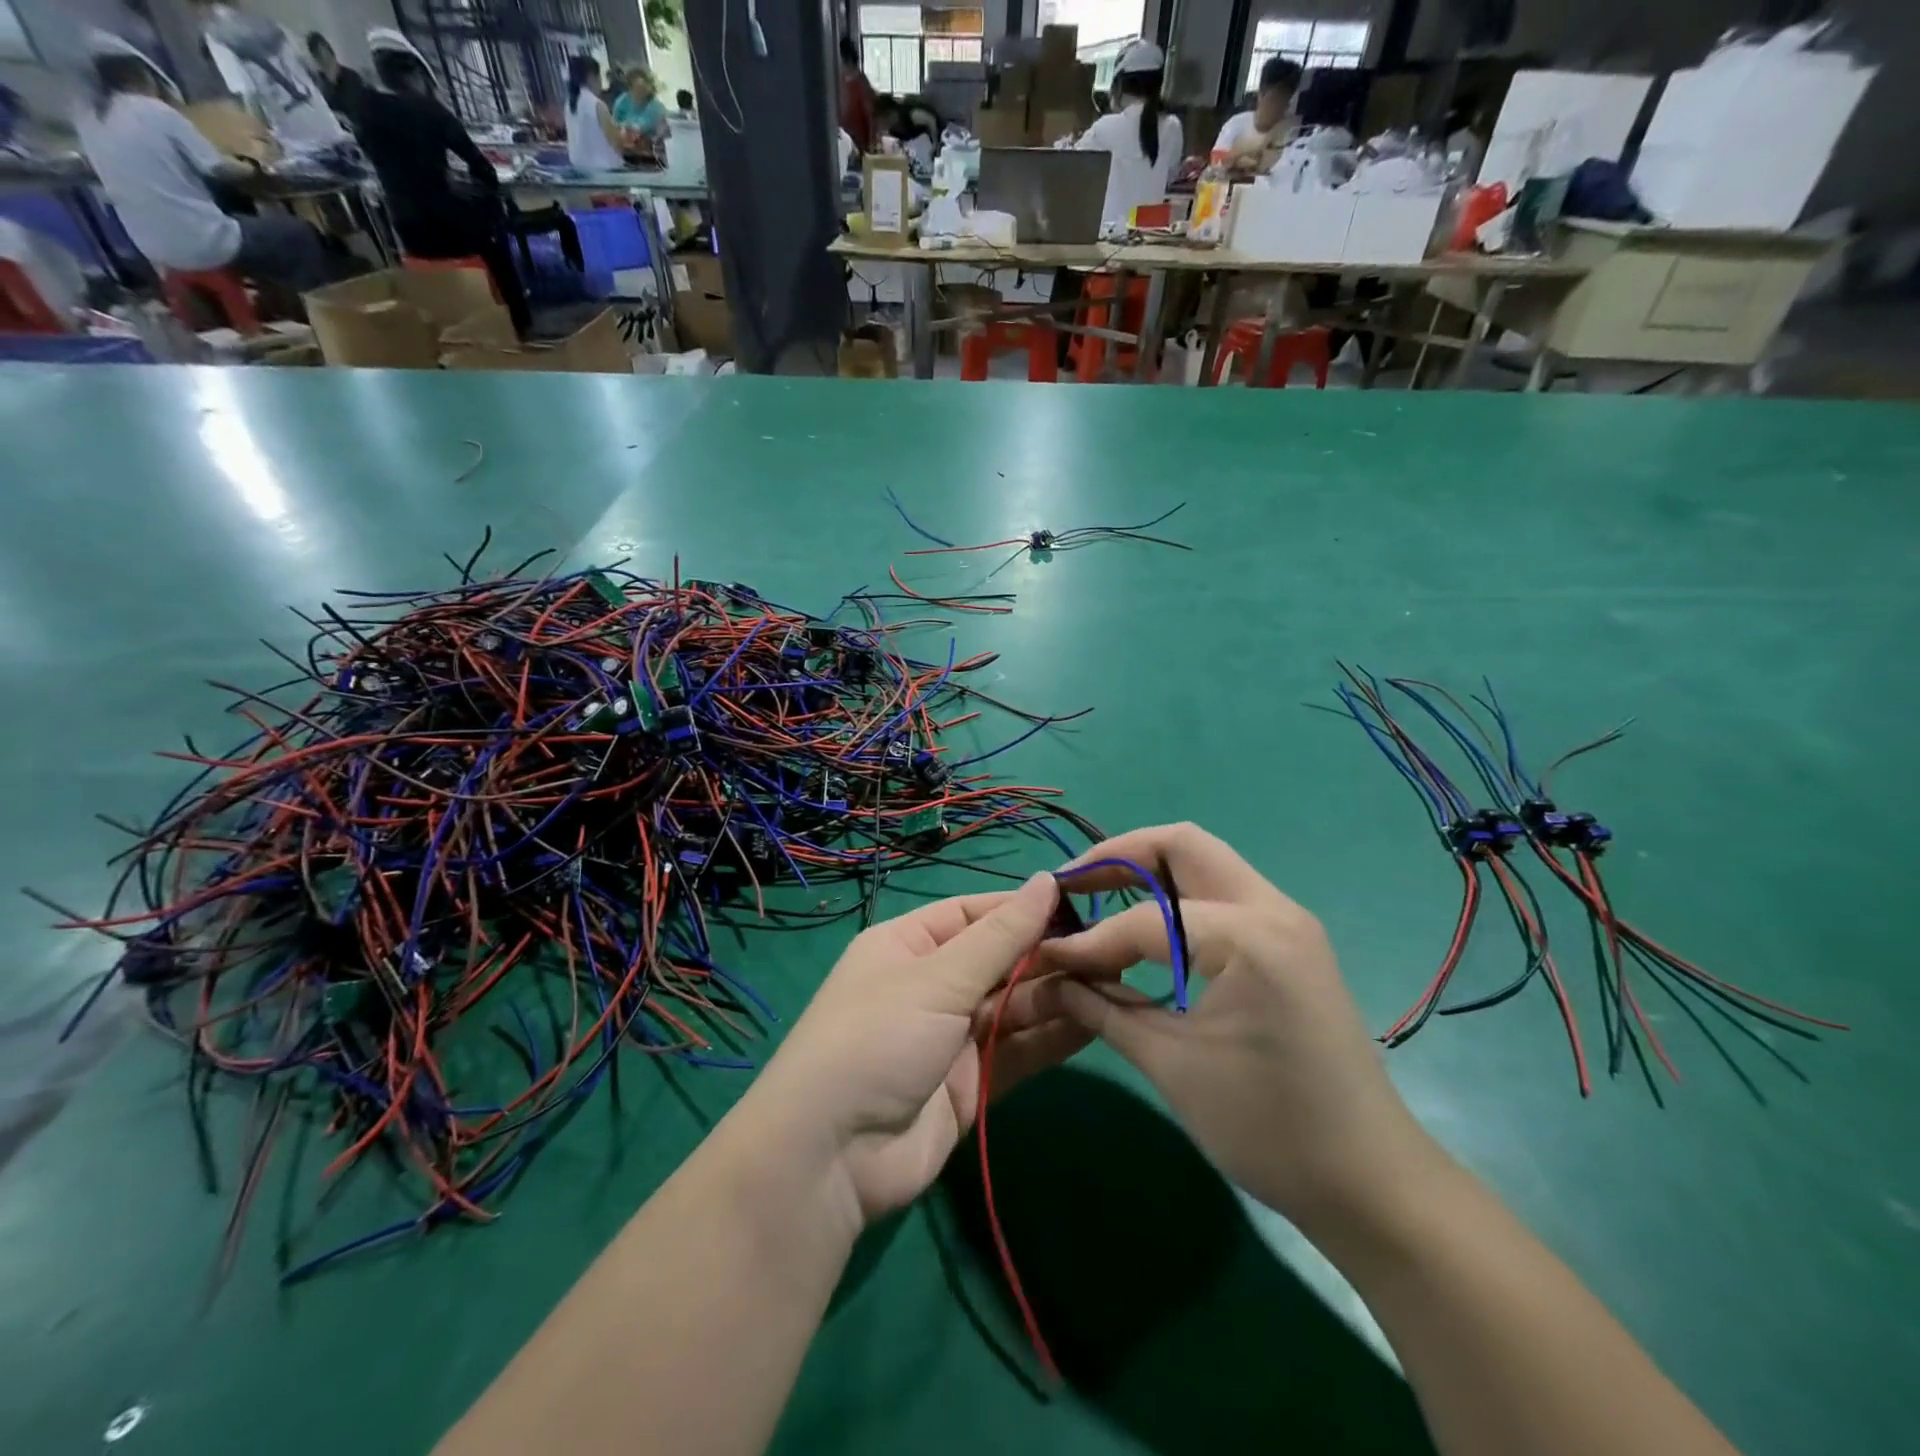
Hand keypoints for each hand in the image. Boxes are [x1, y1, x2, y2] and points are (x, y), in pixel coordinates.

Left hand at [745, 874, 1086, 1226]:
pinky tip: (1097, 1022)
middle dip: (1048, 955)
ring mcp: (952, 1037)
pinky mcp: (972, 1084)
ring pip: (1014, 1006)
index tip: (1080, 904)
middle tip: (1110, 949)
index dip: (1023, 909)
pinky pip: (1018, 1051)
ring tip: (1115, 981)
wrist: (831, 1157)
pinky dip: (1053, 1038)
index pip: (974, 914)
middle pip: (1000, 961)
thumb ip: (1000, 937)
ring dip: (1058, 995)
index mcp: (909, 945)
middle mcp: (932, 985)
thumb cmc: (877, 1038)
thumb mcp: (937, 979)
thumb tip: (1046, 880)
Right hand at [1038, 824, 1445, 1239]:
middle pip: (1181, 845)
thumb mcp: (1172, 1066)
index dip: (1089, 939)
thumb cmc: (1269, 1129)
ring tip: (1096, 898)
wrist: (1372, 1182)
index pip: (1145, 920)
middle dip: (1118, 857)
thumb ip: (1103, 1010)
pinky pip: (1221, 894)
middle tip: (1070, 886)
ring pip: (1204, 862)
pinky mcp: (1289, 941)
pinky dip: (1175, 897)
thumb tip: (1047, 978)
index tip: (1044, 957)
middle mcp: (1272, 910)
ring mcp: (1287, 921)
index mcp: (1248, 939)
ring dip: (1147, 871)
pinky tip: (1145, 929)